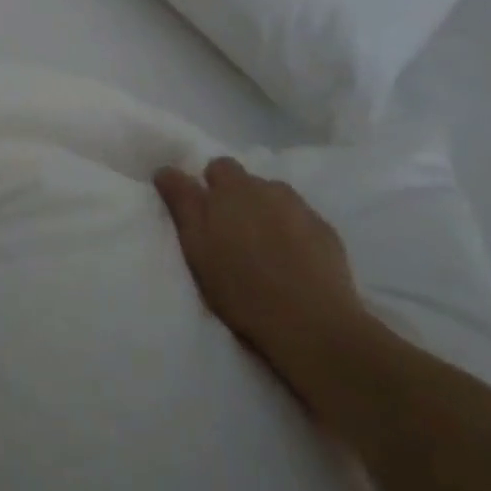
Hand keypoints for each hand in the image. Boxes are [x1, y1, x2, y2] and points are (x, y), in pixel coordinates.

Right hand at [154, 157, 387, 431]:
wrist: (313, 324)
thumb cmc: (243, 288)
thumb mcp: (197, 247)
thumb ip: (182, 202)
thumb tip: (164, 169)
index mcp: (233, 188)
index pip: (217, 167)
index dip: (210, 186)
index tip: (206, 214)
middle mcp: (267, 188)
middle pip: (248, 182)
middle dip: (238, 200)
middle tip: (233, 237)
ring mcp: (300, 208)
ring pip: (276, 200)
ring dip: (267, 214)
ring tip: (265, 250)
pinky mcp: (326, 232)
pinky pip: (302, 222)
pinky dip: (294, 233)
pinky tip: (294, 263)